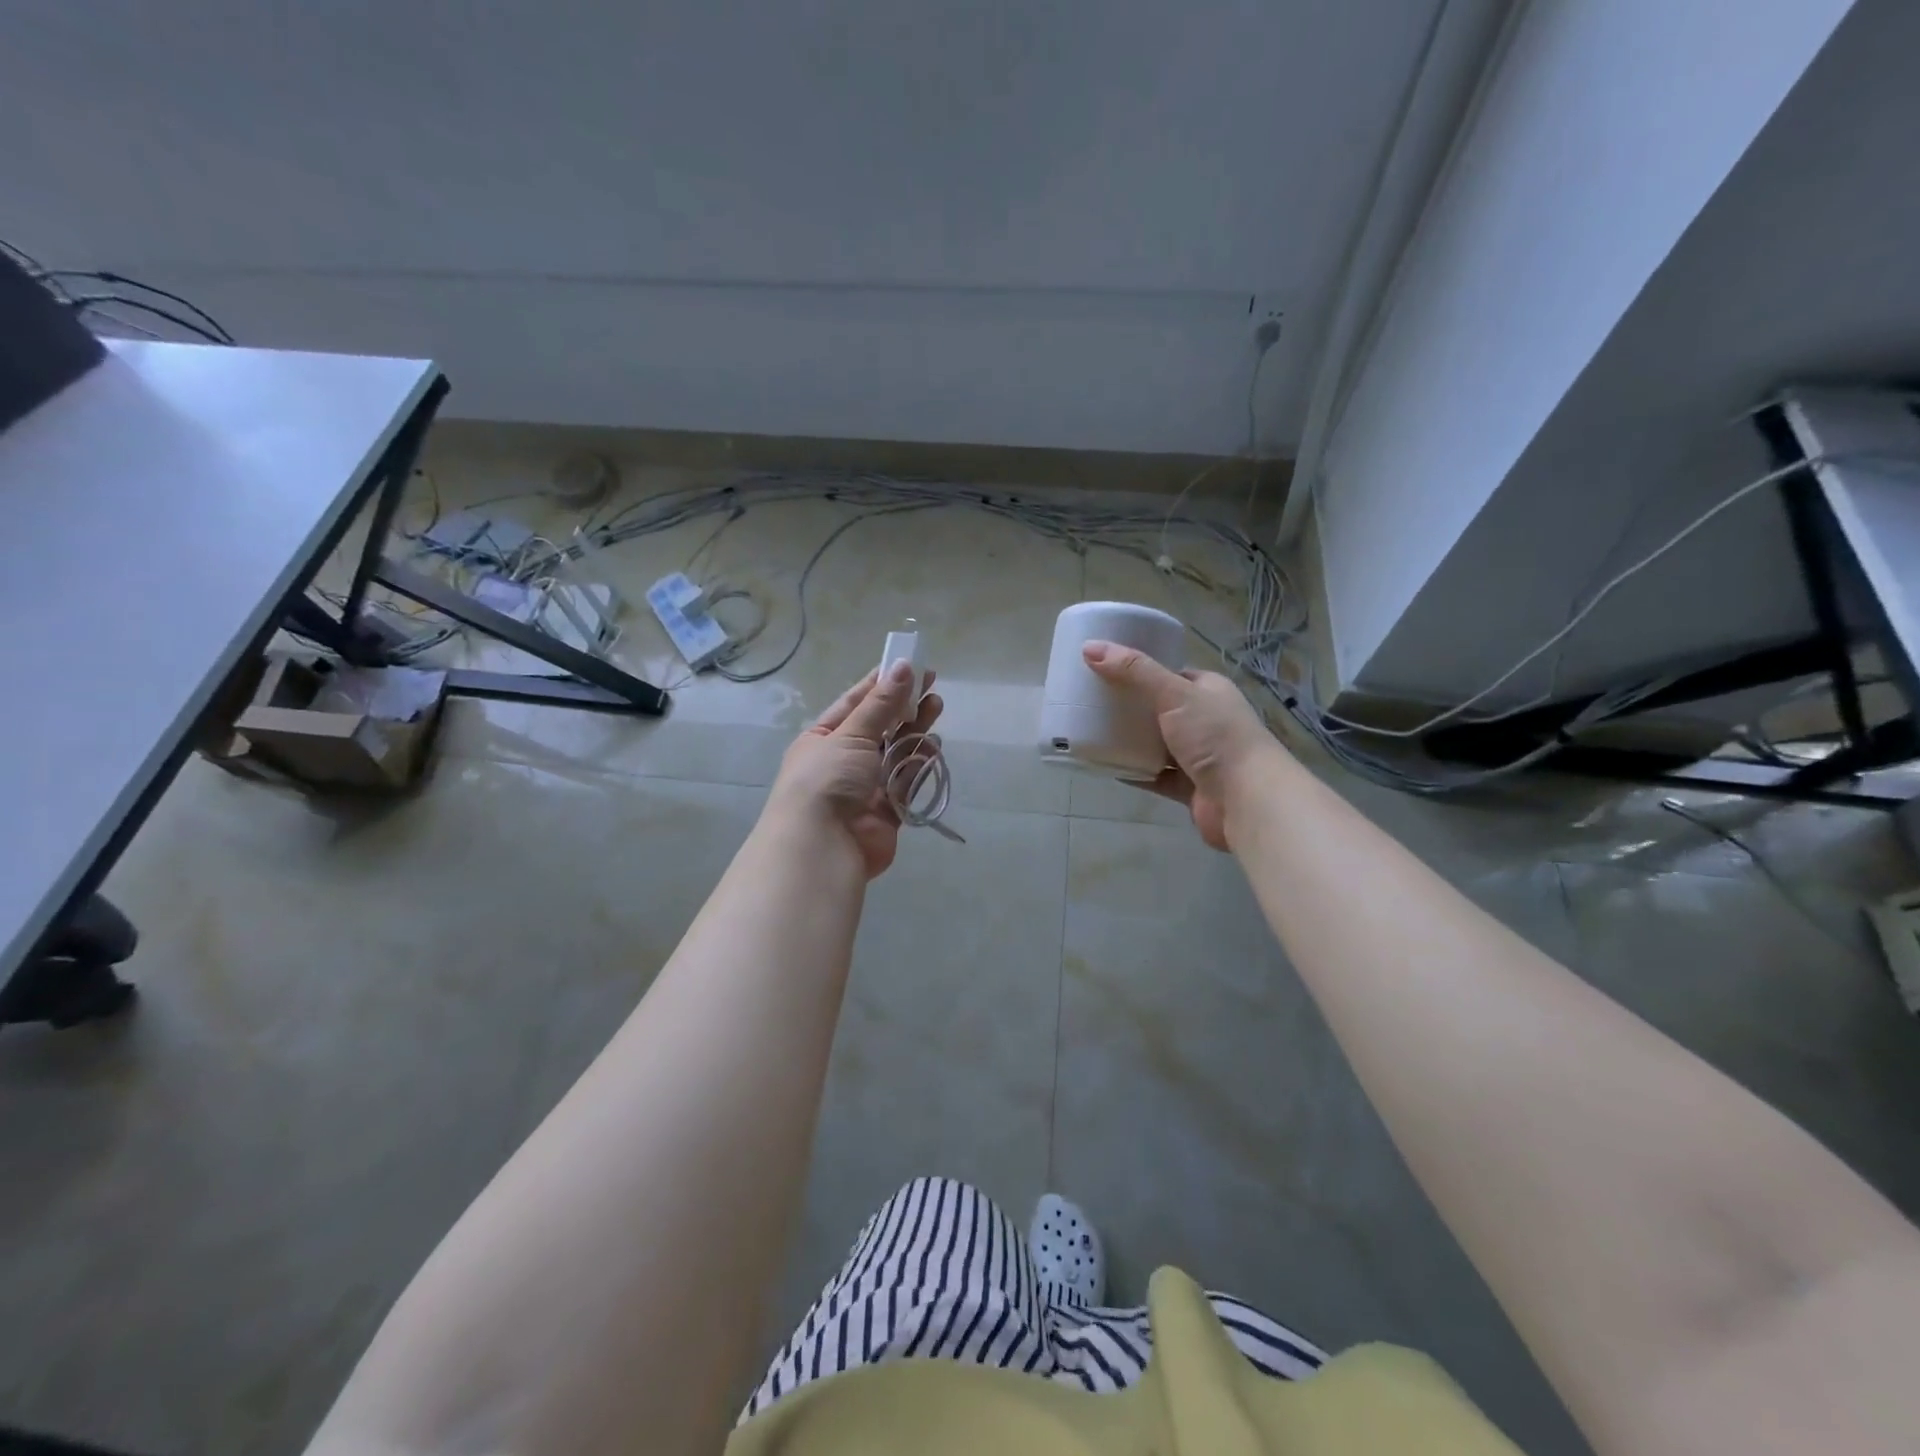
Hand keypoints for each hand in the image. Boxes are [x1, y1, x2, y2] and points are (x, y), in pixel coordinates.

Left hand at [767, 662, 944, 879]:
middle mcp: (843, 761)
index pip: (855, 703)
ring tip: (936, 707)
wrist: (822, 847)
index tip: (909, 665)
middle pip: (880, 727)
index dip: (881, 684)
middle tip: (932, 685)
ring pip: (896, 753)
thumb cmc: (827, 780)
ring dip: (915, 731)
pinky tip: (933, 745)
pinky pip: (906, 781)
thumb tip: (901, 666)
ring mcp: (865, 787)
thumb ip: (881, 704)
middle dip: (904, 706)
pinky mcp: (886, 811)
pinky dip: (919, 764)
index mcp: (822, 738)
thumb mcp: (851, 735)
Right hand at [1082, 641, 1280, 851]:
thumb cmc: (1215, 736)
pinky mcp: (1189, 786)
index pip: (1171, 674)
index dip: (1141, 670)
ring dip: (1131, 740)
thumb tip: (1089, 648)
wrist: (1247, 799)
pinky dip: (1134, 771)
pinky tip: (1107, 766)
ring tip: (1092, 732)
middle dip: (1130, 707)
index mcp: (1208, 691)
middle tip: (1091, 702)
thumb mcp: (1174, 693)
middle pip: (1160, 709)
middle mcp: (1206, 721)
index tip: (1106, 669)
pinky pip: (1154, 775)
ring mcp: (1198, 756)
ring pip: (1156, 743)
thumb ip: (1134, 671)